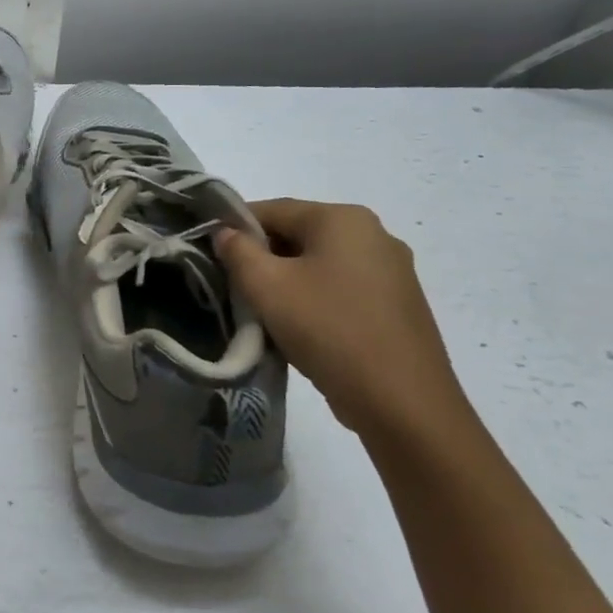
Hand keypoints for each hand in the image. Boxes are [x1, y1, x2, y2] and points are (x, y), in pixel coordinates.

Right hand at [215, 199, 472, 443]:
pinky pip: (342, 288)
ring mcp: (392, 270)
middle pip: (298, 234)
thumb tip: (226, 233)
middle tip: (234, 287)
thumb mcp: (267, 287)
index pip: (273, 209)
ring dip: (287, 281)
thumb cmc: (328, 330)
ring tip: (264, 312)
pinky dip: (315, 299)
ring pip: (320, 263)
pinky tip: (301, 329)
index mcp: (343, 219)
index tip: (210, 254)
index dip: (234, 227)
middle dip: (262, 257)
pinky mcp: (399, 305)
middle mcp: (374, 234)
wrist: (402, 403)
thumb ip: (238, 251)